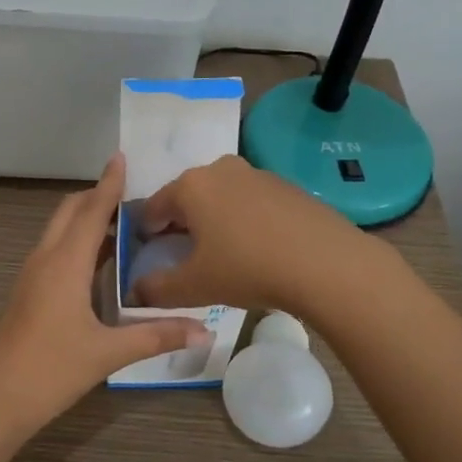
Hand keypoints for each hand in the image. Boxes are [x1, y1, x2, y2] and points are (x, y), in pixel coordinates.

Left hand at [0, 154, 210, 442]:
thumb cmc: (49, 369)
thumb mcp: (107, 353)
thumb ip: (155, 336)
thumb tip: (204, 329)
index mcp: (65, 263)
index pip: (91, 210)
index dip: (108, 183)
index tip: (120, 156)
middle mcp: (45, 259)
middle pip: (69, 212)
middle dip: (96, 196)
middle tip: (131, 193)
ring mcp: (31, 275)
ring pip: (58, 231)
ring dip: (85, 218)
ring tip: (122, 222)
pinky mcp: (27, 292)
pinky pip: (54, 251)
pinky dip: (76, 242)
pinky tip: (97, 263)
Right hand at [133, 155, 362, 314]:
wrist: (327, 263)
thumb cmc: (248, 268)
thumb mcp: (195, 286)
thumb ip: (157, 289)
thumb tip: (135, 292)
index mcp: (190, 185)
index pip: (153, 206)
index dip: (144, 232)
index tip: (146, 253)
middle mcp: (220, 169)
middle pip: (187, 197)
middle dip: (179, 223)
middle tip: (182, 255)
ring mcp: (257, 174)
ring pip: (221, 197)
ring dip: (213, 220)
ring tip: (221, 253)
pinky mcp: (287, 186)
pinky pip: (251, 202)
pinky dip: (243, 220)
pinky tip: (255, 248)